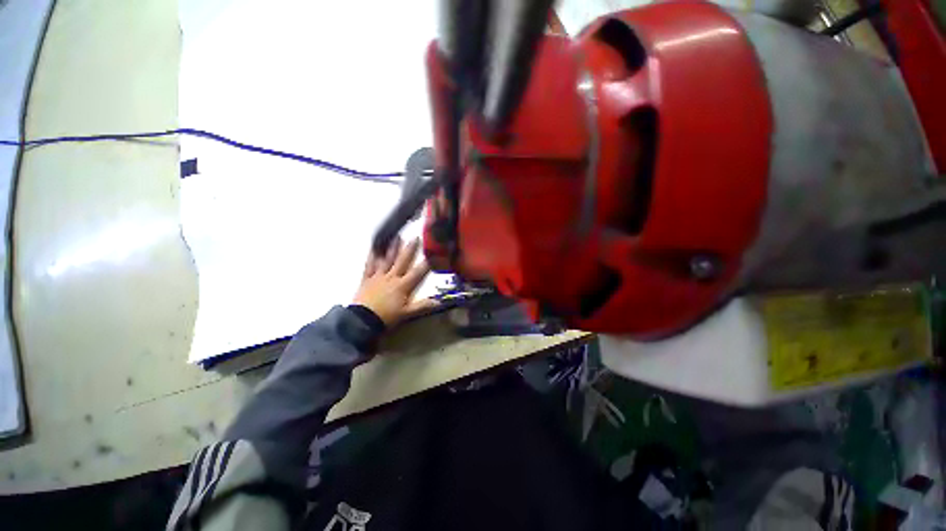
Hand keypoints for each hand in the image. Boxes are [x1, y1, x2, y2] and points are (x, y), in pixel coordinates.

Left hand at [352, 238, 437, 325]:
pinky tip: (373, 247)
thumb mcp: (407, 313)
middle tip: (415, 237)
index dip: (426, 263)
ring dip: (392, 248)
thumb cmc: (387, 316)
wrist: (363, 320)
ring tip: (397, 236)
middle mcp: (391, 277)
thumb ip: (423, 306)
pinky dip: (372, 256)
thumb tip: (439, 302)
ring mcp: (378, 276)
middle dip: (410, 249)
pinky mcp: (367, 279)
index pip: (417, 272)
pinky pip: (369, 265)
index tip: (433, 254)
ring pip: (387, 259)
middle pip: (402, 261)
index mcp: (402, 285)